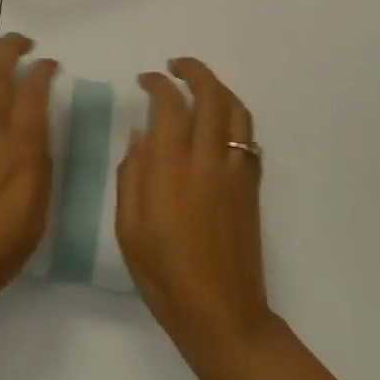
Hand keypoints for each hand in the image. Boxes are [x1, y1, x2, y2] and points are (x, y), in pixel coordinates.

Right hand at [117, 58, 274, 371]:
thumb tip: (141, 135)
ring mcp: (234, 170)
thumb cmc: (164, 273)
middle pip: (210, 95)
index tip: (145, 80)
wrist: (221, 313)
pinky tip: (218, 122)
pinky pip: (247, 136)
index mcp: (171, 166)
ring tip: (199, 85)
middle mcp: (206, 158)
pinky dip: (233, 115)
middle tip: (175, 66)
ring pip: (236, 111)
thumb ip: (131, 173)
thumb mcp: (128, 226)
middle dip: (193, 71)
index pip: (169, 104)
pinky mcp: (251, 186)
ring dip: (218, 88)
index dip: (157, 84)